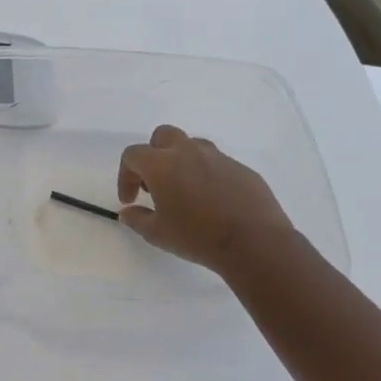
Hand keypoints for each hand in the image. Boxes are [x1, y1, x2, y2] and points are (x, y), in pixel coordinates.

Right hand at [117, 125, 295, 277]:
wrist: (256, 244)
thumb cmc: (198, 237)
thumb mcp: (157, 234)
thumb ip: (136, 219)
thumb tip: (128, 212)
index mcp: (161, 164)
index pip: (132, 155)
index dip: (125, 176)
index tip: (130, 201)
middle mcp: (188, 152)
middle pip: (162, 136)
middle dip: (153, 155)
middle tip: (156, 185)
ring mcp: (219, 158)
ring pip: (192, 146)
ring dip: (182, 162)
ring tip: (186, 191)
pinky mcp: (242, 169)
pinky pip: (218, 164)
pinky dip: (208, 176)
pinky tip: (214, 202)